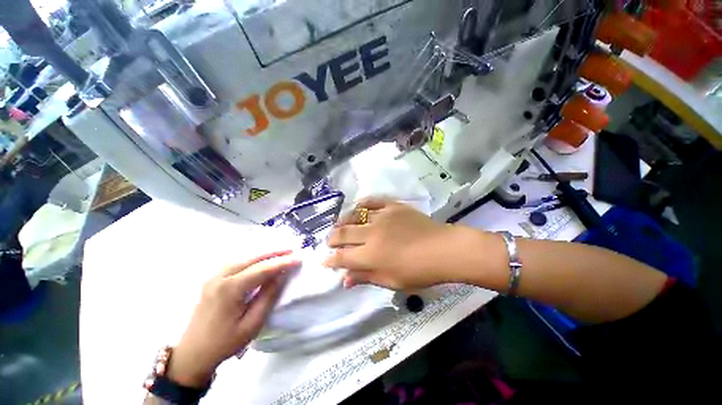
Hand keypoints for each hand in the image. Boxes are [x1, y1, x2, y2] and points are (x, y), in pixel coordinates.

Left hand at [167, 251, 299, 387]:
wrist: (193, 353)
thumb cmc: (225, 342)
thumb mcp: (252, 323)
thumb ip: (268, 296)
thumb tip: (282, 274)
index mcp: (230, 289)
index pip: (262, 269)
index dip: (282, 262)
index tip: (298, 258)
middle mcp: (220, 277)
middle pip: (253, 258)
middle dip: (275, 253)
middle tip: (293, 250)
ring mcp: (214, 276)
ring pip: (244, 257)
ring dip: (265, 254)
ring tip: (282, 252)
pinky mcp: (213, 279)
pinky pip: (237, 262)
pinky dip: (253, 258)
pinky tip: (262, 259)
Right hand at [325, 198, 455, 289]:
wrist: (443, 249)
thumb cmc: (419, 271)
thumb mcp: (391, 281)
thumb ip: (366, 278)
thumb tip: (345, 280)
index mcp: (371, 255)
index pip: (342, 257)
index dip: (330, 260)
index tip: (324, 260)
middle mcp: (372, 234)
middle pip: (343, 233)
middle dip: (332, 238)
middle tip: (328, 241)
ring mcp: (382, 217)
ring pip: (355, 216)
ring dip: (343, 221)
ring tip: (339, 225)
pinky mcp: (393, 206)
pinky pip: (373, 201)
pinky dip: (362, 204)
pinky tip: (358, 208)